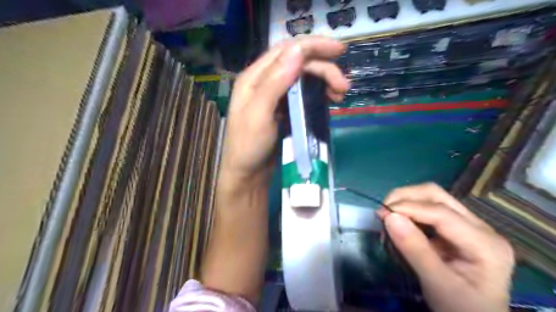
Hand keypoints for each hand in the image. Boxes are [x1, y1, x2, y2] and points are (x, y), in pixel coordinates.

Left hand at [219, 35, 348, 187]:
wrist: (248, 175)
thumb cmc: (248, 147)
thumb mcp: (258, 115)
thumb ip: (275, 82)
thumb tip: (298, 51)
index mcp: (255, 78)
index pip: (286, 50)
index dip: (313, 46)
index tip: (339, 50)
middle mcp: (265, 82)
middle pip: (298, 63)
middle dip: (324, 69)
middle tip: (343, 86)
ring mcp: (276, 96)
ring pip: (304, 78)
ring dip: (324, 81)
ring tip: (340, 94)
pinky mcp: (285, 110)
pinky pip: (305, 94)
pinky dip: (319, 94)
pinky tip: (329, 100)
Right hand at [378, 182, 512, 311]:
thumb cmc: (461, 308)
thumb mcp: (437, 284)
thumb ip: (414, 250)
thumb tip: (389, 217)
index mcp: (485, 244)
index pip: (442, 213)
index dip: (409, 208)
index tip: (382, 214)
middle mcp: (481, 227)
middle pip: (438, 196)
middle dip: (406, 198)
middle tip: (383, 211)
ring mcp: (470, 225)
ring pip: (433, 198)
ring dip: (406, 202)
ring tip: (388, 216)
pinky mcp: (457, 228)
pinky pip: (429, 209)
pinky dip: (410, 211)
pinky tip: (400, 221)